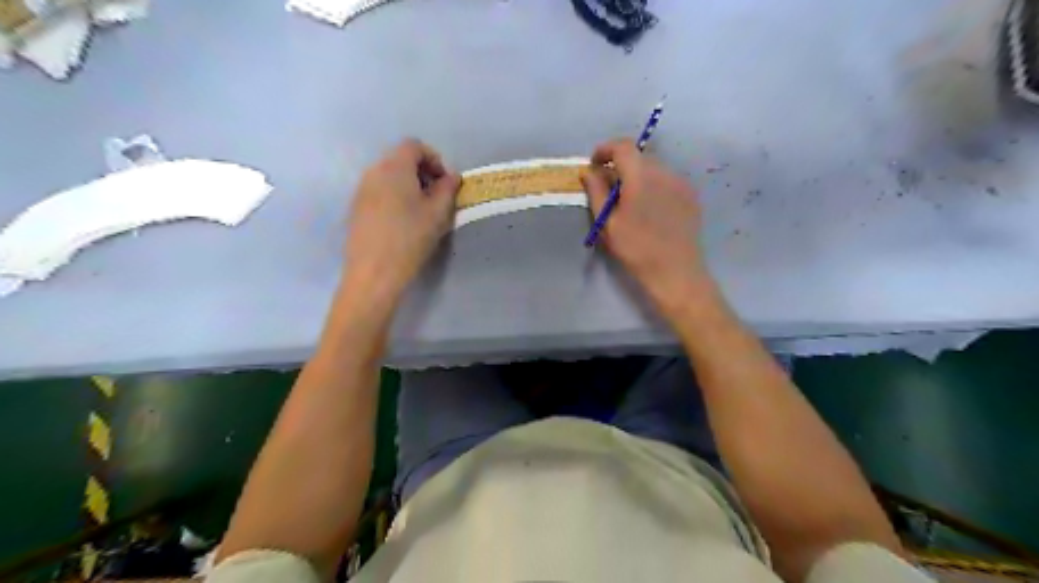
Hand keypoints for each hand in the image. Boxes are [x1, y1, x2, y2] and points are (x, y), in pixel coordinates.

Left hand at [343, 138, 457, 306]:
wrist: (374, 272)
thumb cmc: (411, 238)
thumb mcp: (438, 213)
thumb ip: (448, 189)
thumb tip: (451, 177)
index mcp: (394, 167)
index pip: (414, 146)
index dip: (434, 159)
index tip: (445, 182)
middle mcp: (373, 172)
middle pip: (399, 159)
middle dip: (422, 172)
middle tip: (437, 196)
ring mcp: (361, 190)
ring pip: (388, 176)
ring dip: (408, 185)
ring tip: (421, 211)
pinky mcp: (355, 209)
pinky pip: (378, 192)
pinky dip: (394, 197)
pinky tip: (403, 222)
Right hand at [581, 137, 719, 318]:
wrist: (676, 272)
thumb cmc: (636, 249)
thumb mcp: (608, 223)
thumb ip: (597, 192)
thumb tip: (589, 171)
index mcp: (641, 176)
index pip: (623, 146)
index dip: (605, 150)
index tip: (594, 164)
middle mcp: (664, 172)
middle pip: (639, 156)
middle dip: (621, 165)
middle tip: (609, 188)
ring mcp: (681, 182)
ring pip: (654, 168)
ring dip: (638, 175)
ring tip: (630, 201)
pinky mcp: (691, 195)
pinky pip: (667, 180)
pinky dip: (654, 185)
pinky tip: (649, 209)